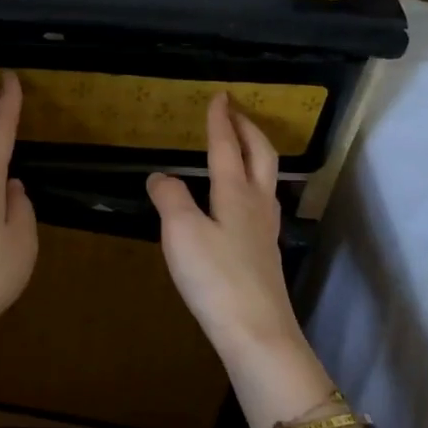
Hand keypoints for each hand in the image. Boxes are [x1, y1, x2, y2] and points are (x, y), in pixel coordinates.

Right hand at [146, 94, 303, 362]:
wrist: (256, 331)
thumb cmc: (216, 277)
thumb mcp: (181, 233)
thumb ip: (170, 198)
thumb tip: (160, 176)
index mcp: (235, 193)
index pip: (227, 147)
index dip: (220, 121)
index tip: (219, 96)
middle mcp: (256, 205)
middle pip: (260, 156)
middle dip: (248, 129)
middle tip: (237, 112)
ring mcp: (266, 230)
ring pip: (267, 179)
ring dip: (256, 154)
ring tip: (242, 148)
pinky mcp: (265, 254)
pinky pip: (262, 203)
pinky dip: (253, 184)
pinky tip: (242, 201)